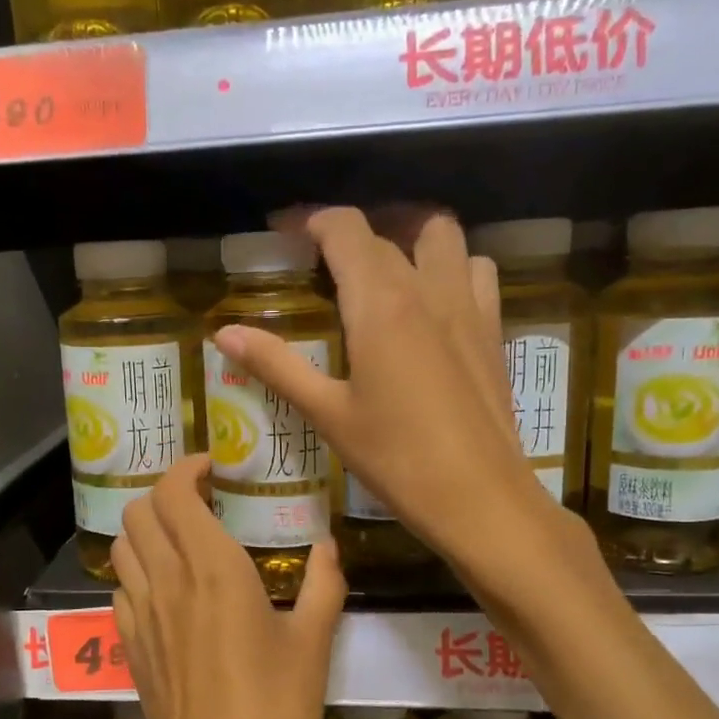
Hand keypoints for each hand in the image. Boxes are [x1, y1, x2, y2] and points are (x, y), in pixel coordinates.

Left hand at [111, 457, 345, 718]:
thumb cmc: (278, 717)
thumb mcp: (314, 646)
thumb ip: (322, 585)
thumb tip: (329, 546)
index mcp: (214, 571)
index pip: (175, 493)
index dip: (187, 469)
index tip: (214, 469)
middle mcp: (168, 584)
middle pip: (138, 511)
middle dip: (164, 492)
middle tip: (203, 500)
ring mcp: (142, 618)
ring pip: (122, 547)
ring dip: (146, 529)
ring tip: (183, 538)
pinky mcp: (131, 651)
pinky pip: (121, 590)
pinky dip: (138, 572)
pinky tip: (170, 591)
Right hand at [213, 206, 565, 585]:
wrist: (479, 497)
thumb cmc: (396, 458)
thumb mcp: (328, 413)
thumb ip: (276, 365)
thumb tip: (224, 334)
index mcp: (380, 302)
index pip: (345, 230)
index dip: (312, 221)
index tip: (286, 235)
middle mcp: (427, 289)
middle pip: (388, 232)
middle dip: (351, 235)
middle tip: (323, 264)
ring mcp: (468, 306)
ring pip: (444, 238)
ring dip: (411, 240)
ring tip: (385, 272)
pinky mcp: (493, 332)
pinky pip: (477, 273)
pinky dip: (453, 269)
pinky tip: (434, 305)